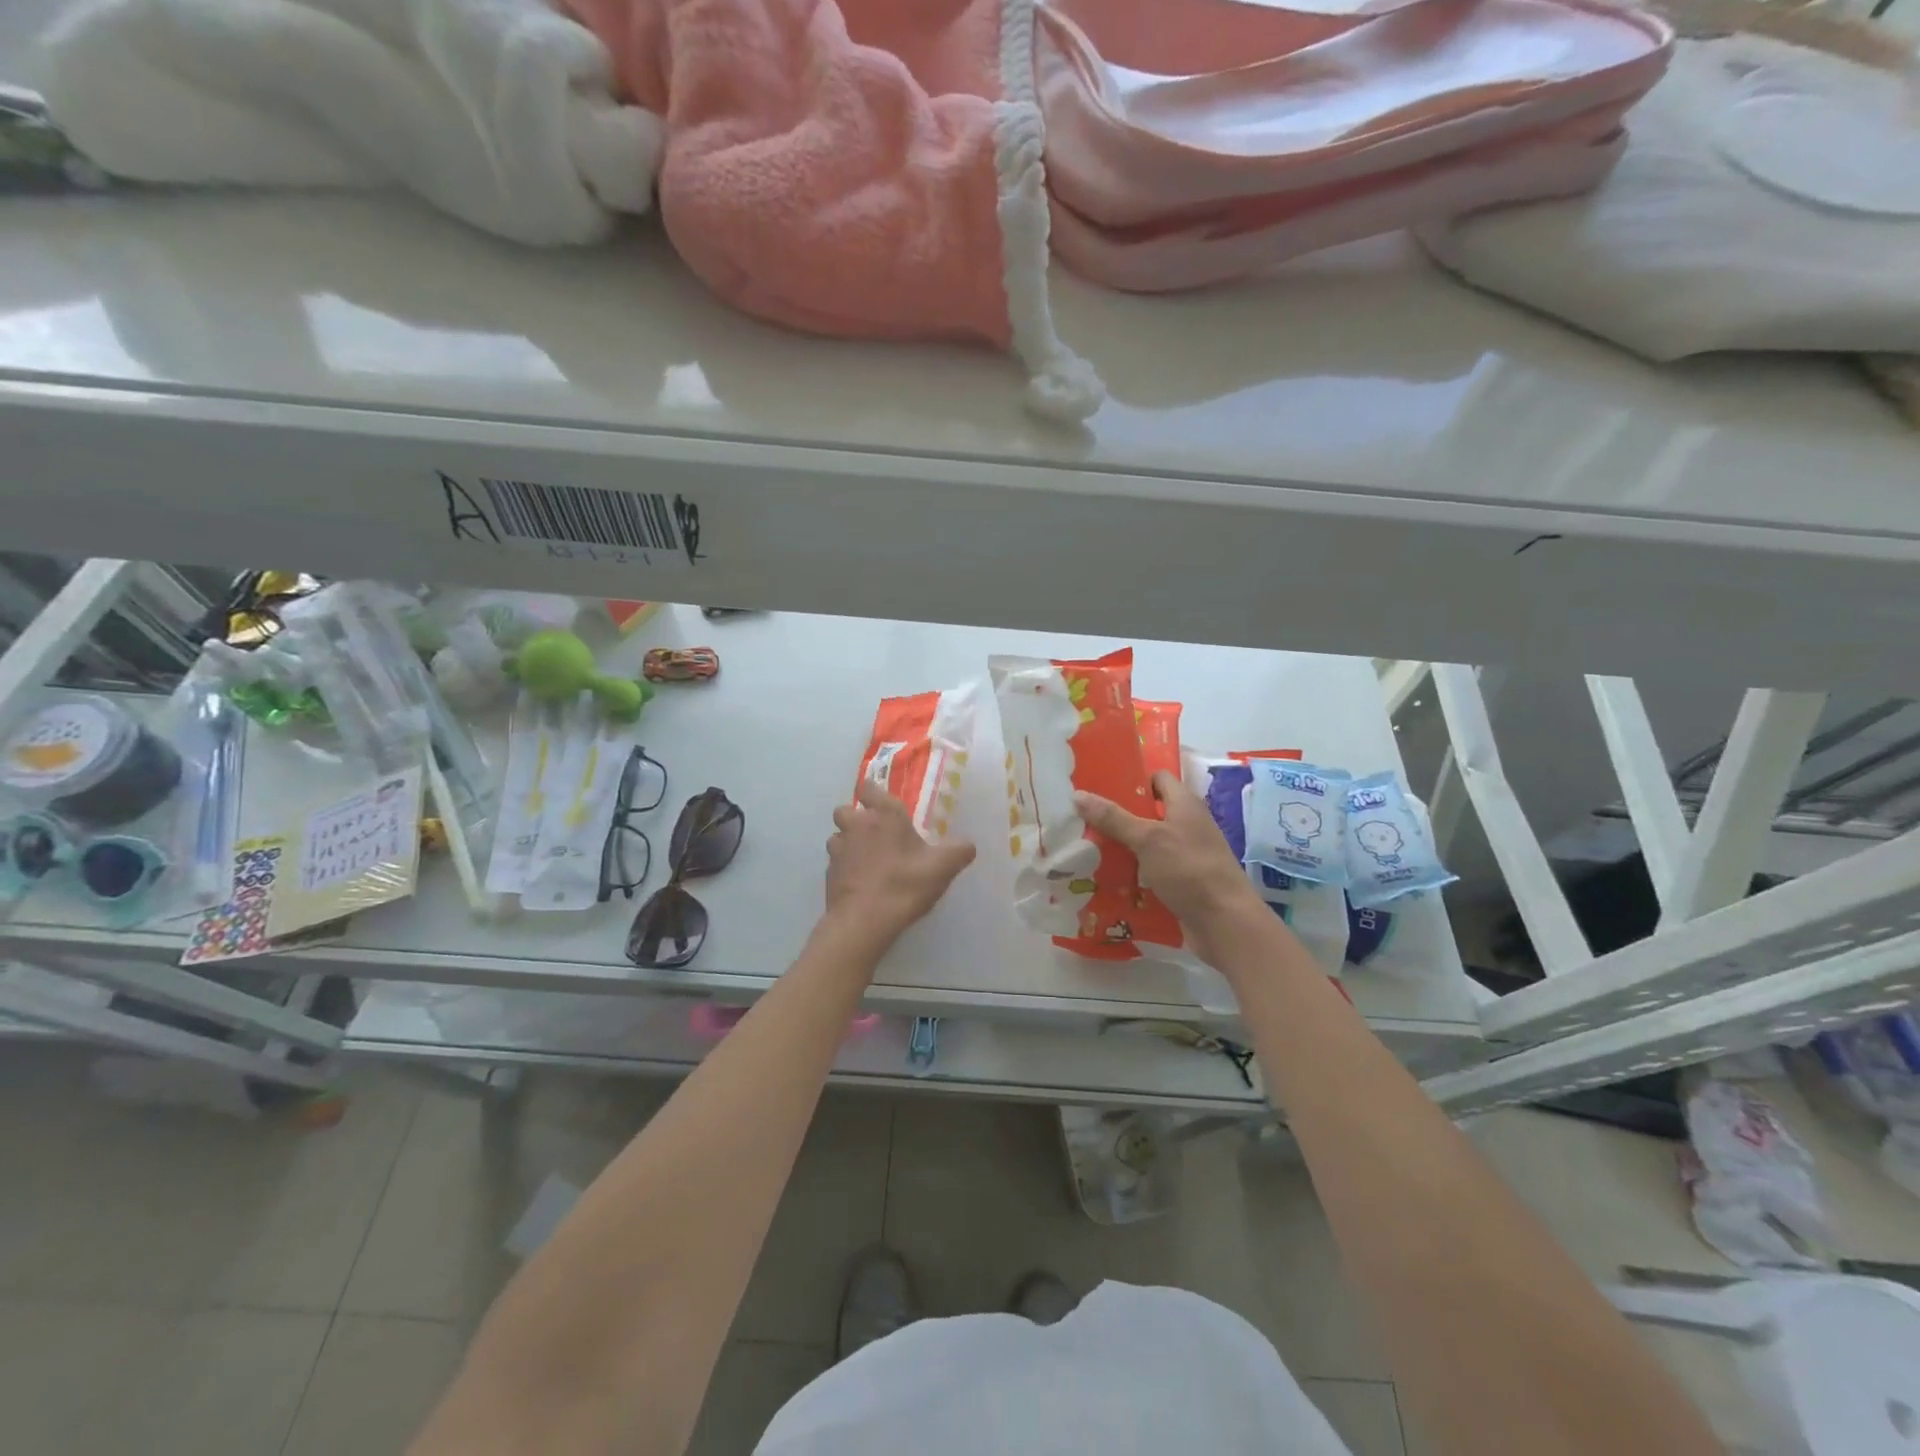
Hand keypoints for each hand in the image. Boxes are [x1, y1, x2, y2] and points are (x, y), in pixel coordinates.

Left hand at [825, 782, 976, 943]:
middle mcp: (856, 825)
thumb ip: (959, 851)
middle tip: (875, 834)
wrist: (865, 920)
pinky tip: (860, 882)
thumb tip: (968, 845)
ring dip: (848, 843)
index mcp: (884, 815)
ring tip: (866, 860)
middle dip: (856, 818)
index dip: (872, 792)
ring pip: (837, 837)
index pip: (869, 787)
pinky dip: (845, 868)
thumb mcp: (943, 867)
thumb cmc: (904, 884)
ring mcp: (838, 849)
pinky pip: (835, 862)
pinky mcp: (828, 873)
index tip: (881, 802)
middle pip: (846, 810)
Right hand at [1075, 772, 1265, 963]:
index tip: (1100, 784)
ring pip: (1146, 845)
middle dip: (1117, 816)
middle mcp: (1186, 826)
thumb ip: (1114, 818)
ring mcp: (1184, 856)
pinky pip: (1150, 871)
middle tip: (1082, 817)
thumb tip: (1078, 794)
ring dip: (1121, 847)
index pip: (1158, 778)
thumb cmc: (1189, 870)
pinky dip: (1131, 873)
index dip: (1133, 778)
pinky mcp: (1180, 883)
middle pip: (1148, 813)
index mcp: (1185, 805)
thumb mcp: (1148, 839)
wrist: (1225, 923)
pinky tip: (1105, 878)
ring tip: (1084, 847)